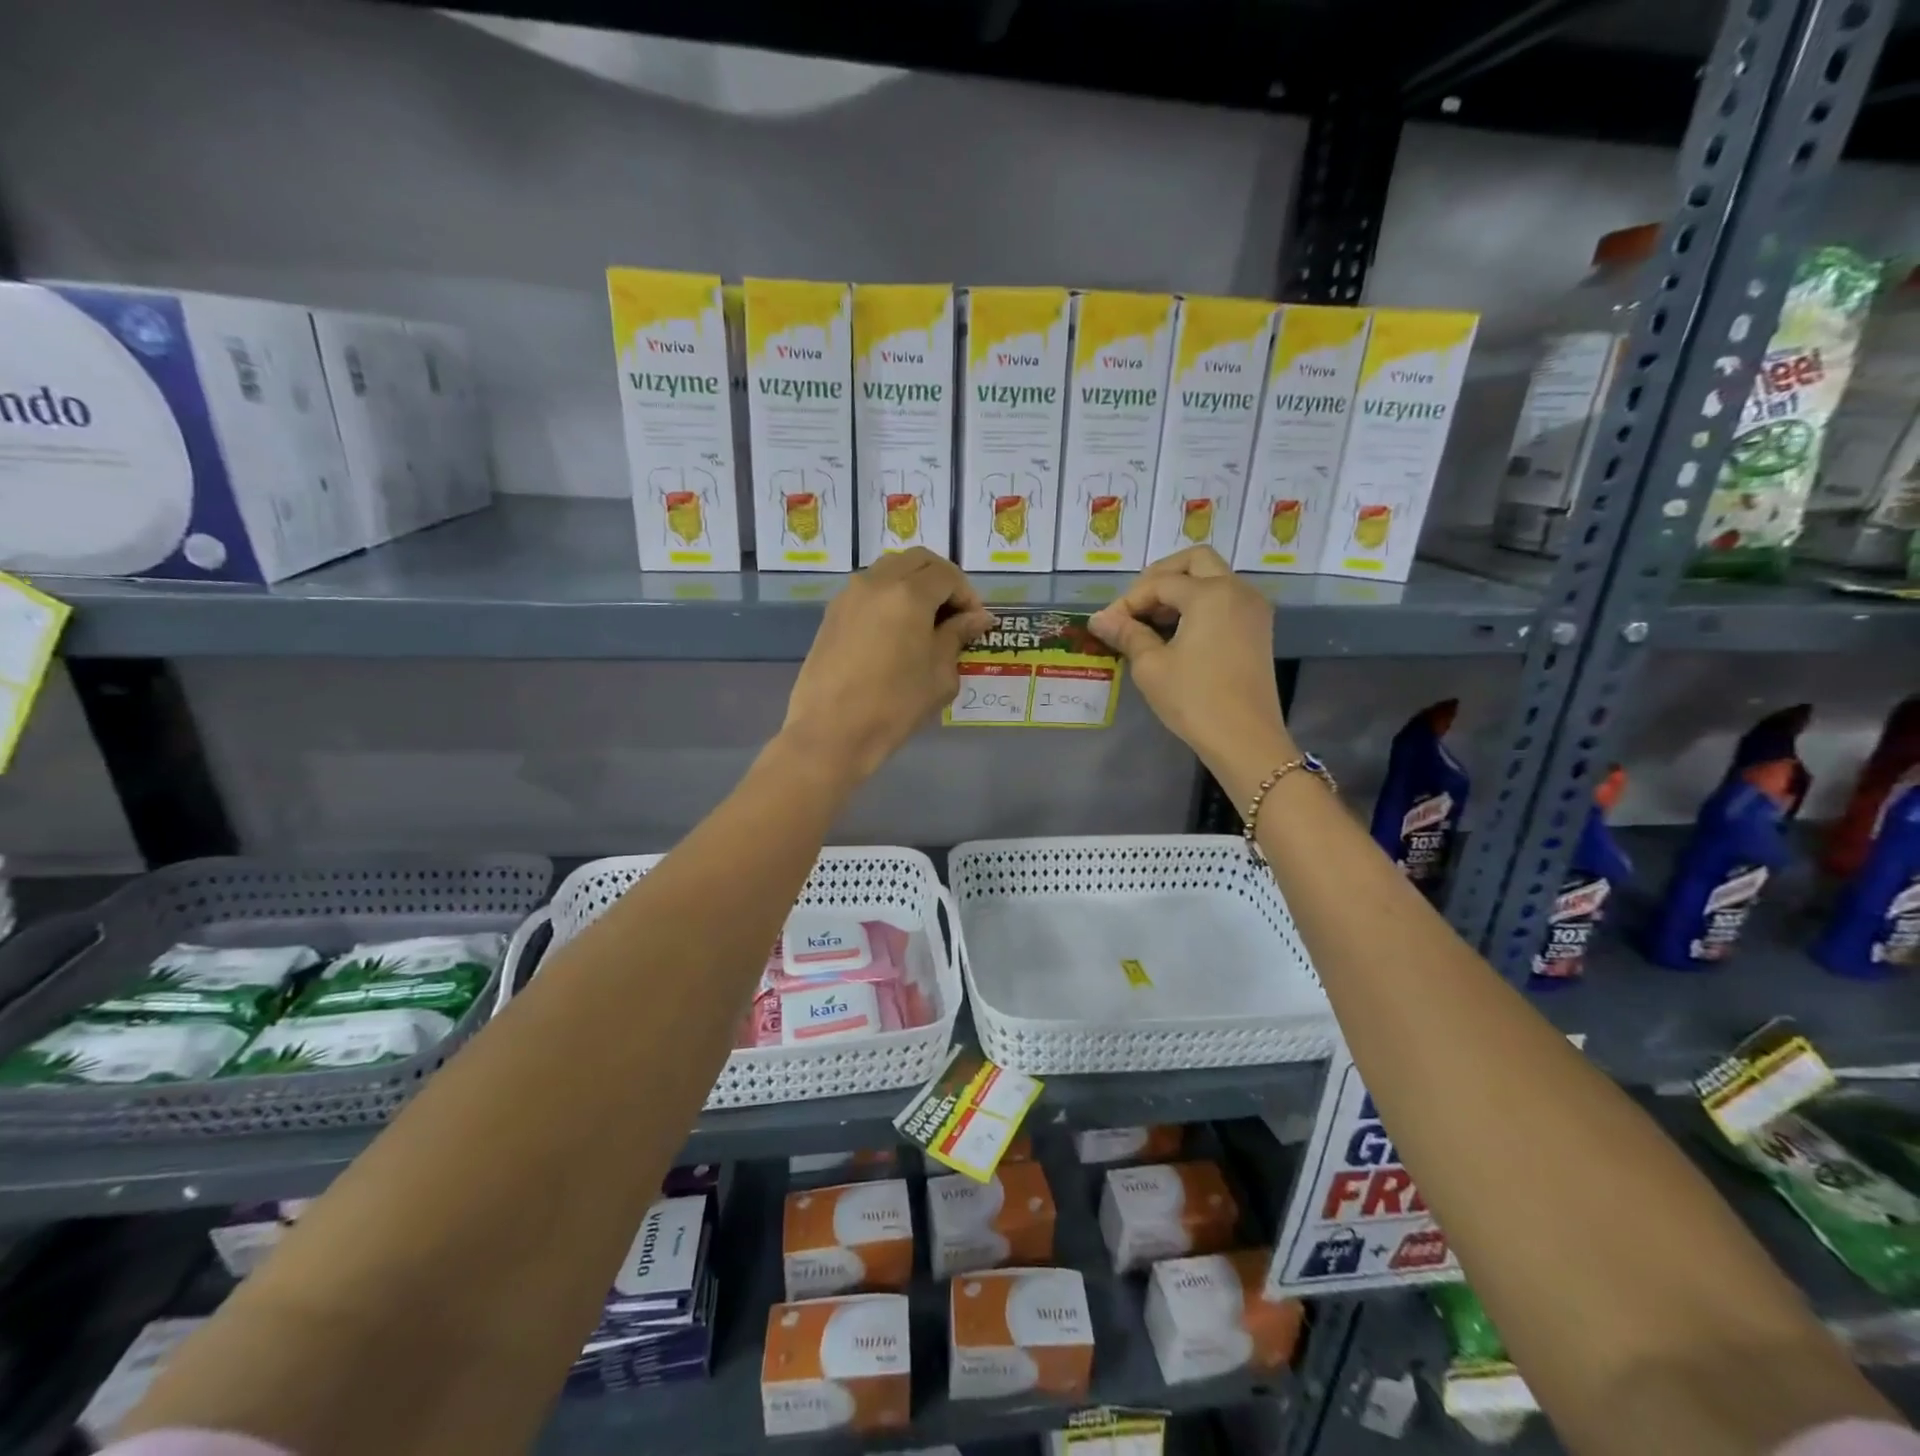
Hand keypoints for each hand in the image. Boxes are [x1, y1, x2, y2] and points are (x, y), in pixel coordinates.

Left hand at [782, 549, 993, 784]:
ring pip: (890, 569)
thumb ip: (957, 637)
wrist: (831, 732)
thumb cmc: (894, 706)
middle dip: (942, 580)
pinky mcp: (833, 613)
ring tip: (927, 622)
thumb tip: (976, 618)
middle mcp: (876, 582)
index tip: (975, 622)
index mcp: (908, 594)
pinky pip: (869, 589)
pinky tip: (897, 631)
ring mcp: (849, 595)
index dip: (967, 595)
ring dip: (914, 584)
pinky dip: (890, 596)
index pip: (946, 575)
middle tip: (955, 614)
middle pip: (917, 560)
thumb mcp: (938, 675)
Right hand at [1088, 546, 1292, 771]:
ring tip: (1151, 623)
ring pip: (1213, 579)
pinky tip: (1177, 634)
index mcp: (1211, 593)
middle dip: (1160, 577)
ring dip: (1180, 591)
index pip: (1160, 582)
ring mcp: (1252, 609)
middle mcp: (1237, 590)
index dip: (1128, 601)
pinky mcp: (1257, 630)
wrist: (1245, 739)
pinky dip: (1200, 605)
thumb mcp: (1151, 666)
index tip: (1107, 625)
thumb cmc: (1194, 699)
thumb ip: (1127, 634)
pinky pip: (1225, 600)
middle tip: (1135, 606)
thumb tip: (1098, 619)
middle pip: (1195, 561)